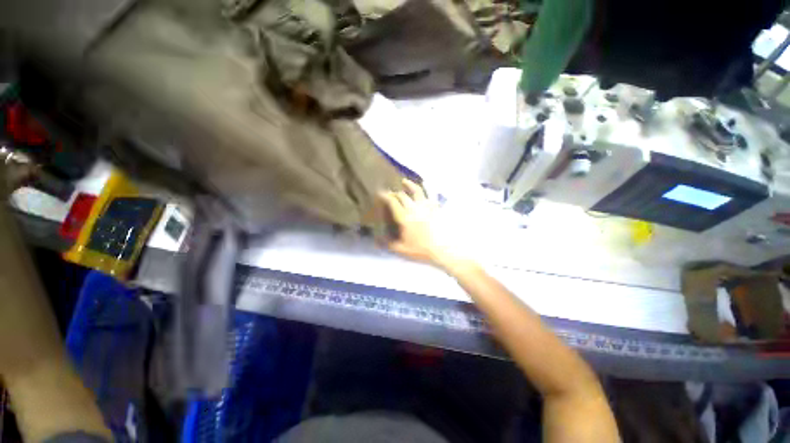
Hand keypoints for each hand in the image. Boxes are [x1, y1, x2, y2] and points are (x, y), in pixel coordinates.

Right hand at [378, 179, 469, 269]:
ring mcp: (426, 206)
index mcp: (404, 217)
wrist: (443, 249)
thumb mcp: (402, 250)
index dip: (385, 196)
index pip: (393, 202)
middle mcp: (414, 208)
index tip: (380, 193)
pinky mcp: (436, 207)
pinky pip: (431, 194)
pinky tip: (426, 184)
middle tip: (390, 192)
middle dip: (395, 192)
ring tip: (405, 181)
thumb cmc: (422, 250)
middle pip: (403, 195)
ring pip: (417, 190)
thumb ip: (389, 244)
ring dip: (410, 185)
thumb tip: (377, 241)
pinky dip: (428, 187)